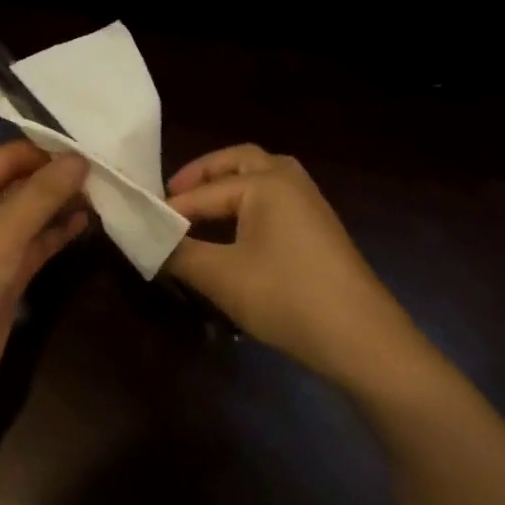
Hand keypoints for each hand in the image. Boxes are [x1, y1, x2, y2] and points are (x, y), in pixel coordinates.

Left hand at [0, 142, 88, 407]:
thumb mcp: (4, 231)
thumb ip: (43, 193)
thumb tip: (80, 158)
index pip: (9, 156)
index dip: (47, 152)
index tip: (89, 151)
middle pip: (21, 183)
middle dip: (57, 179)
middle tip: (103, 173)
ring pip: (30, 214)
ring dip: (61, 205)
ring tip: (102, 195)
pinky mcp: (5, 272)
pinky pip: (34, 242)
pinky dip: (57, 232)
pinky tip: (86, 223)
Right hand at [165, 145, 426, 391]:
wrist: (365, 342)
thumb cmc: (288, 299)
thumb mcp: (222, 278)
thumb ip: (179, 253)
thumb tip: (147, 241)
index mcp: (265, 182)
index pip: (203, 193)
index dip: (170, 210)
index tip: (140, 223)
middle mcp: (289, 180)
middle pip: (237, 162)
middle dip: (202, 176)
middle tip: (172, 198)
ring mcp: (309, 203)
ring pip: (259, 179)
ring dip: (227, 187)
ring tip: (198, 213)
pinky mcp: (319, 228)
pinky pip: (274, 200)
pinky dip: (247, 204)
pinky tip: (233, 234)